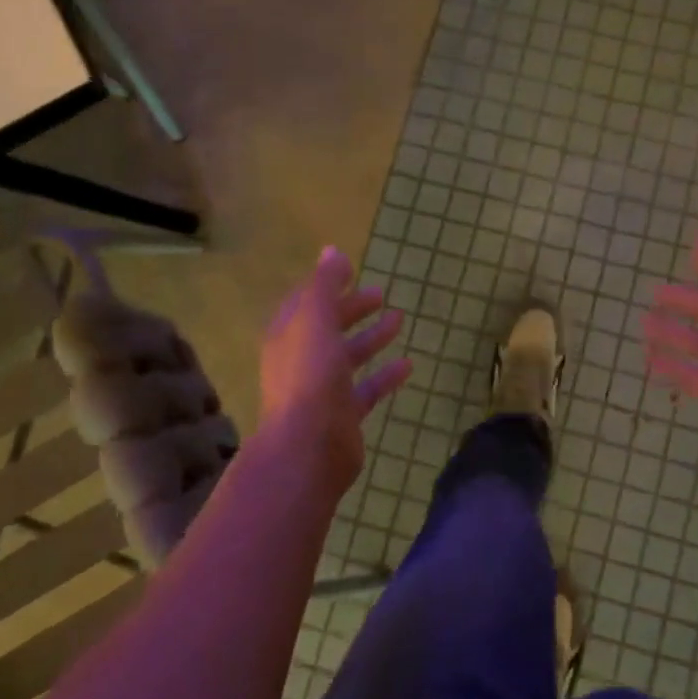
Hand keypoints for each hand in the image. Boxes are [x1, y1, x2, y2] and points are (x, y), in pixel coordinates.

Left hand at [258, 246, 411, 498]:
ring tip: (399, 320)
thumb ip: (324, 284)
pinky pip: (367, 388)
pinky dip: (385, 374)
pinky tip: (409, 364)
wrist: (308, 448)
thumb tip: (332, 250)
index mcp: (288, 334)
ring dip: (371, 337)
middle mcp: (302, 359)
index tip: (351, 271)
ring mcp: (322, 389)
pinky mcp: (343, 415)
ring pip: (349, 356)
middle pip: (329, 326)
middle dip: (352, 308)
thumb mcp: (315, 320)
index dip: (326, 285)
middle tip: (380, 293)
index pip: (306, 301)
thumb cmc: (309, 376)